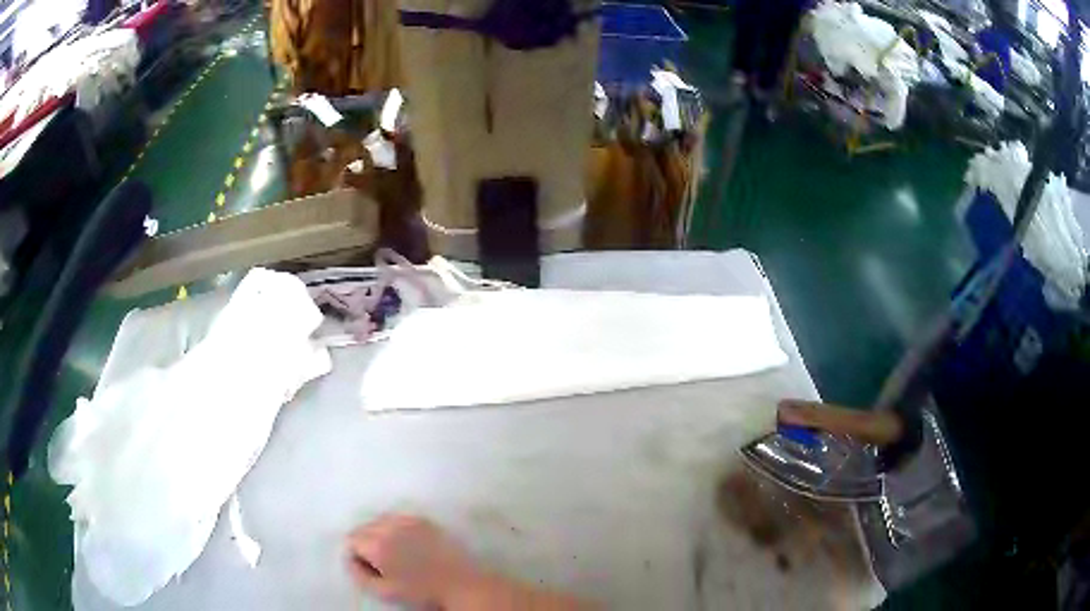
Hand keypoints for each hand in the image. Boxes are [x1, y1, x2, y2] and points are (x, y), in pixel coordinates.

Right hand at [346, 514, 478, 605]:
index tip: (370, 568)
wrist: (461, 584)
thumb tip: (349, 559)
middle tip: (381, 562)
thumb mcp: (384, 591)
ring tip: (396, 553)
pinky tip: (409, 544)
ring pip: (381, 520)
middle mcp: (390, 526)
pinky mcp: (425, 520)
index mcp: (377, 544)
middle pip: (364, 527)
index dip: (357, 555)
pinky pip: (400, 518)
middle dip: (366, 542)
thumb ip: (359, 574)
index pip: (351, 539)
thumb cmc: (421, 592)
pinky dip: (397, 528)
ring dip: (381, 533)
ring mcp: (409, 520)